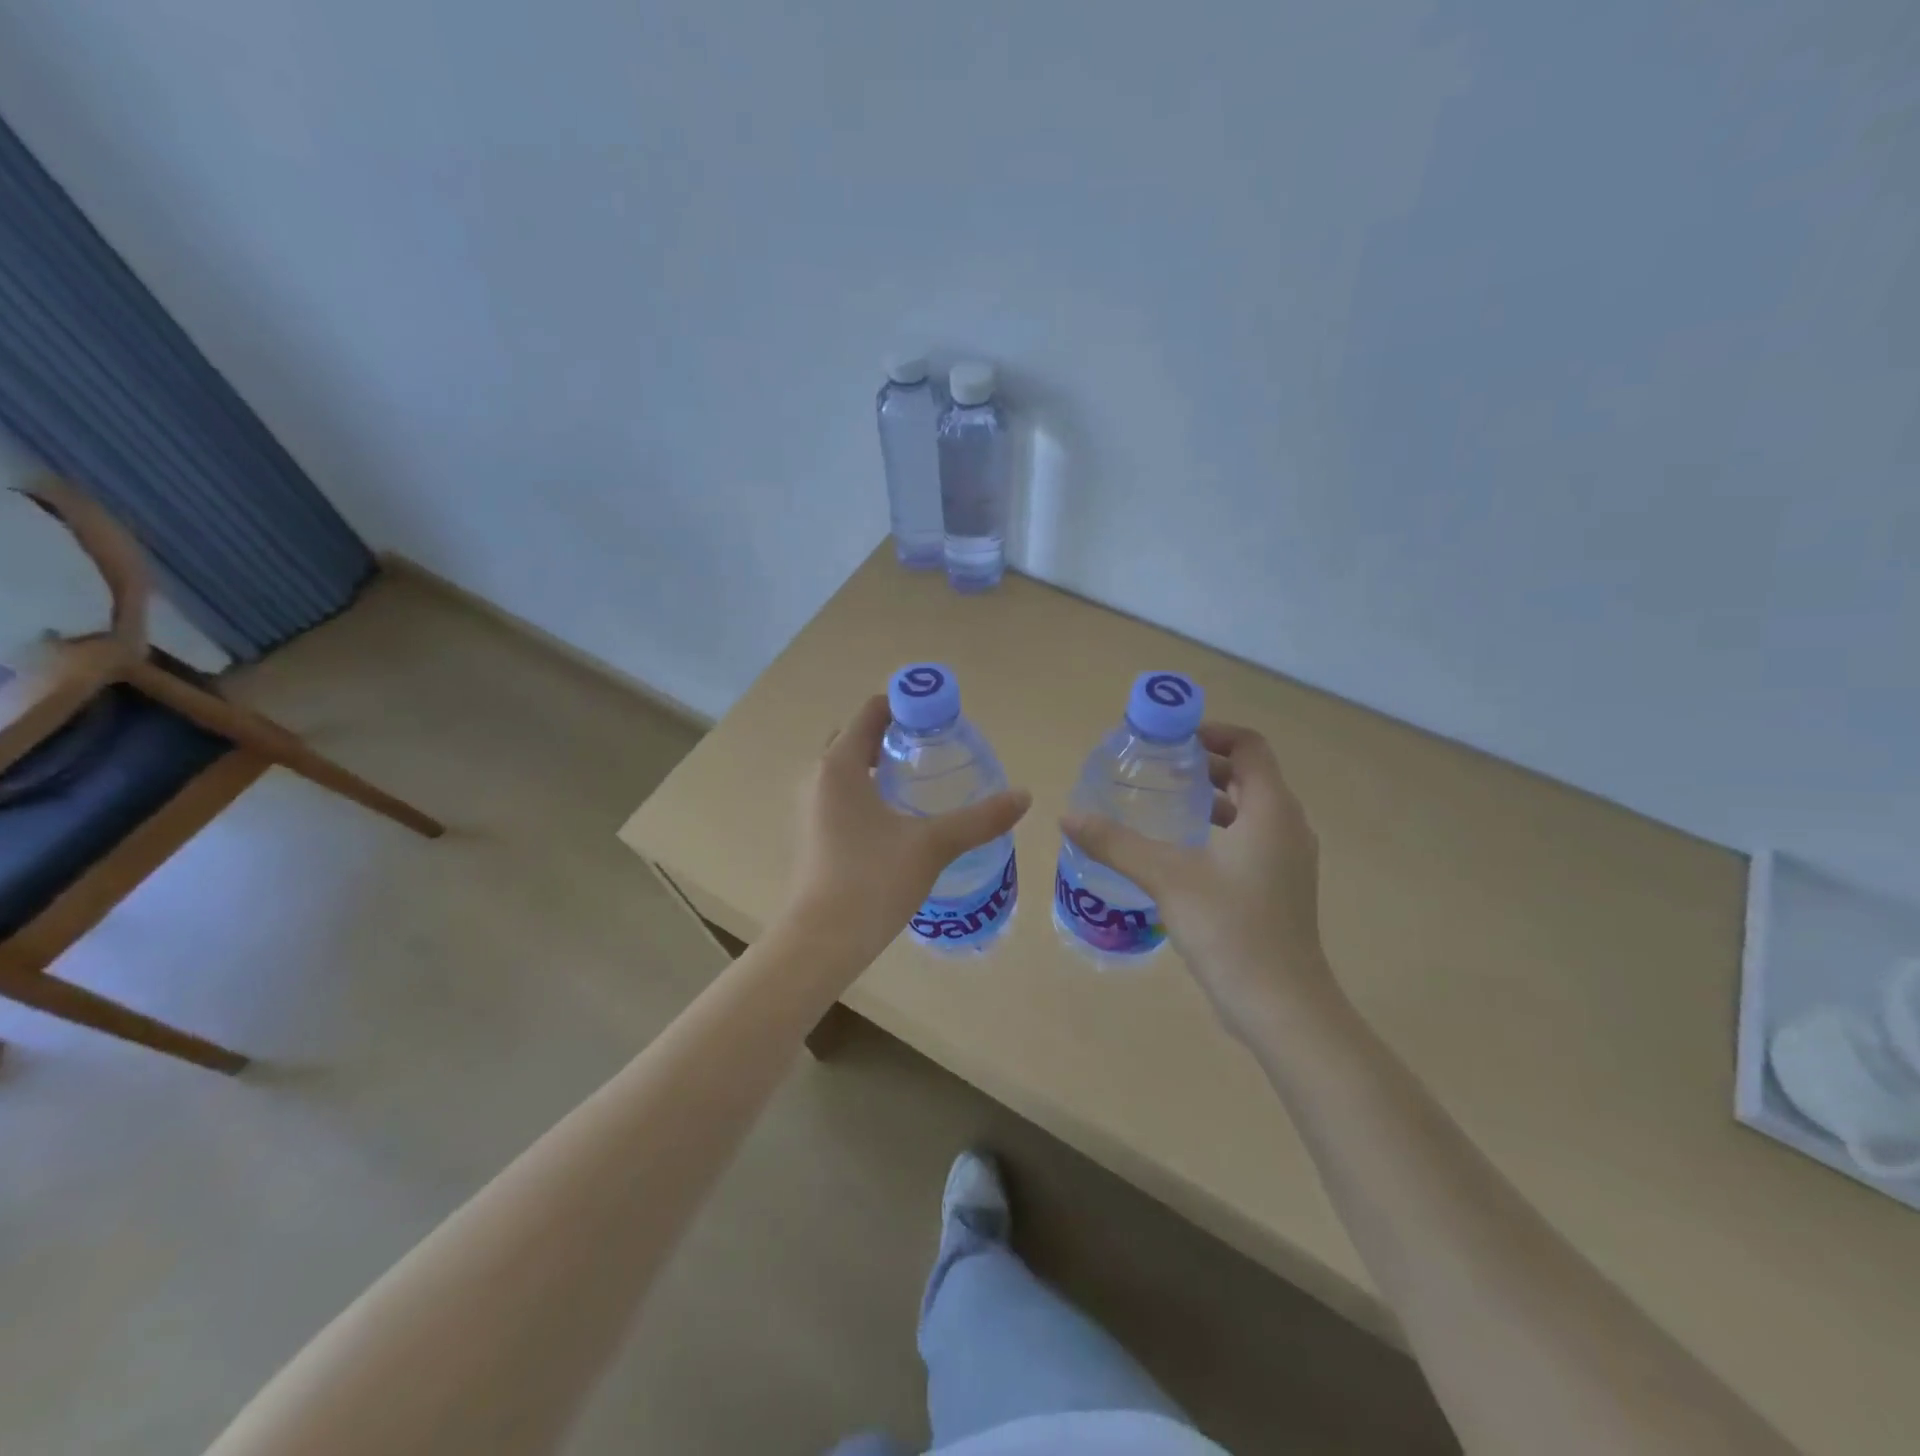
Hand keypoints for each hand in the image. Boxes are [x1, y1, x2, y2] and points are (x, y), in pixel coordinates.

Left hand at [783, 695, 1031, 965]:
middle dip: (894, 735)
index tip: (942, 719)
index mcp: (840, 765)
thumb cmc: (872, 882)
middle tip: (935, 749)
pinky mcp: (812, 834)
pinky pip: (841, 795)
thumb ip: (979, 819)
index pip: (871, 711)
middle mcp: (817, 777)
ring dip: (879, 764)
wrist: (821, 942)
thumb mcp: (932, 845)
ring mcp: (809, 807)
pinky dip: (867, 791)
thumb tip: (1024, 796)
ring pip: (847, 769)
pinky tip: (898, 818)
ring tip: (921, 781)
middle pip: (857, 737)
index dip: (907, 705)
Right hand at [1061, 723, 1332, 1033]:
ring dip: (1210, 799)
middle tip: (1155, 767)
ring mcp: (1288, 860)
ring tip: (1161, 803)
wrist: (1281, 1006)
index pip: (1249, 746)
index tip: (1169, 738)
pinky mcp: (1280, 887)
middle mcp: (1288, 826)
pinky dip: (1218, 830)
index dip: (1211, 731)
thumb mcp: (1166, 878)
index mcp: (1271, 811)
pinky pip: (1249, 839)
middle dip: (1204, 764)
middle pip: (1248, 775)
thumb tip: (1067, 815)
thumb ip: (1116, 843)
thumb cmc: (1231, 929)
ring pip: (1249, 810)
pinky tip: (1179, 851)